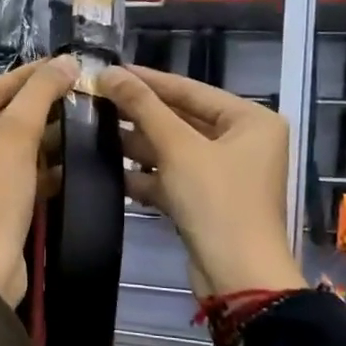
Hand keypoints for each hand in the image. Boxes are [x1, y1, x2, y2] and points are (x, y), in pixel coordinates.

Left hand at [0, 56, 78, 305]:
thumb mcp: (15, 139)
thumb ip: (39, 96)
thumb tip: (66, 60)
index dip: (23, 78)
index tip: (57, 65)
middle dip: (33, 111)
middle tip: (71, 92)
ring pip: (3, 151)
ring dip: (38, 140)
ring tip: (77, 121)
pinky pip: (6, 178)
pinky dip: (33, 169)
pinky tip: (67, 160)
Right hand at [95, 65, 305, 299]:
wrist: (237, 276)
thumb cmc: (217, 201)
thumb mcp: (178, 148)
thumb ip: (143, 107)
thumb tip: (109, 72)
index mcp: (251, 120)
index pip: (191, 90)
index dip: (148, 80)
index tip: (109, 70)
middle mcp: (243, 142)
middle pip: (182, 119)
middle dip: (140, 115)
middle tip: (96, 100)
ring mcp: (225, 174)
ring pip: (174, 150)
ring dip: (138, 145)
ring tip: (94, 132)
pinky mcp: (207, 201)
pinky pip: (173, 177)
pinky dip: (147, 176)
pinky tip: (111, 172)